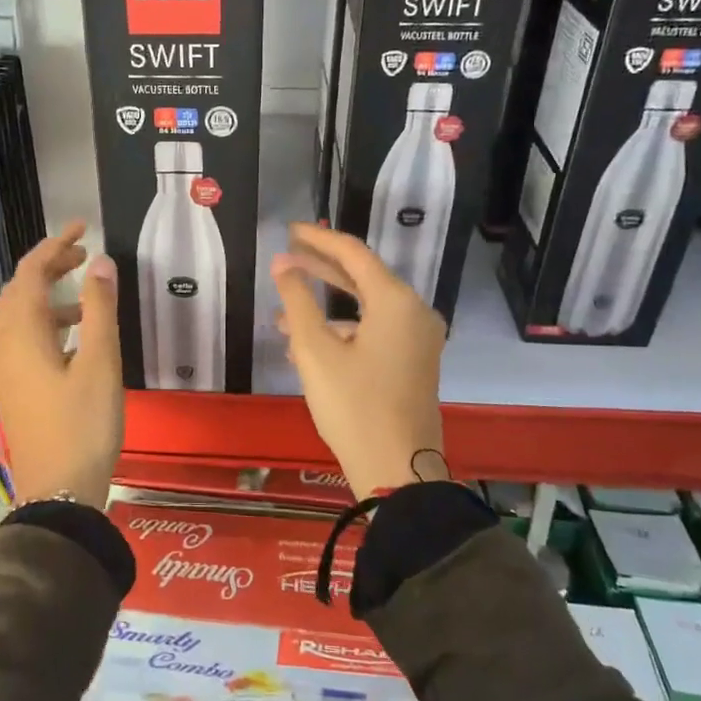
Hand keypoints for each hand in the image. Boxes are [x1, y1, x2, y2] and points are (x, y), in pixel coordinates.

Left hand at [0, 220, 123, 505]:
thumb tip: (100, 261)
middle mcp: (7, 346)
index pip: (30, 273)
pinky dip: (49, 324)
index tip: (83, 226)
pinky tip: (77, 338)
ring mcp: (8, 370)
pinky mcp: (18, 389)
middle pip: (21, 292)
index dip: (54, 244)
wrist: (59, 492)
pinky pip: (27, 340)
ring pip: (22, 317)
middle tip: (84, 254)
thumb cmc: (83, 425)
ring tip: (87, 295)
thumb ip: (99, 309)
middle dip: (49, 266)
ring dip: (50, 296)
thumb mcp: (100, 363)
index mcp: (23, 335)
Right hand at [271, 223, 446, 495]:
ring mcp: (418, 339)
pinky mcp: (413, 362)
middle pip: (362, 277)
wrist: (397, 470)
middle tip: (285, 257)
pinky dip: (342, 331)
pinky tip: (307, 349)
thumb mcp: (315, 351)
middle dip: (320, 269)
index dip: (318, 239)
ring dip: (326, 308)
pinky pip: (374, 331)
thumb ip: (297, 301)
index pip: (353, 253)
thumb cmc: (353, 406)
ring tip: (283, 316)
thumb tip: (282, 264)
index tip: (289, 230)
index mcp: (396, 302)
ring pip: (366, 308)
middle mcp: (414, 313)